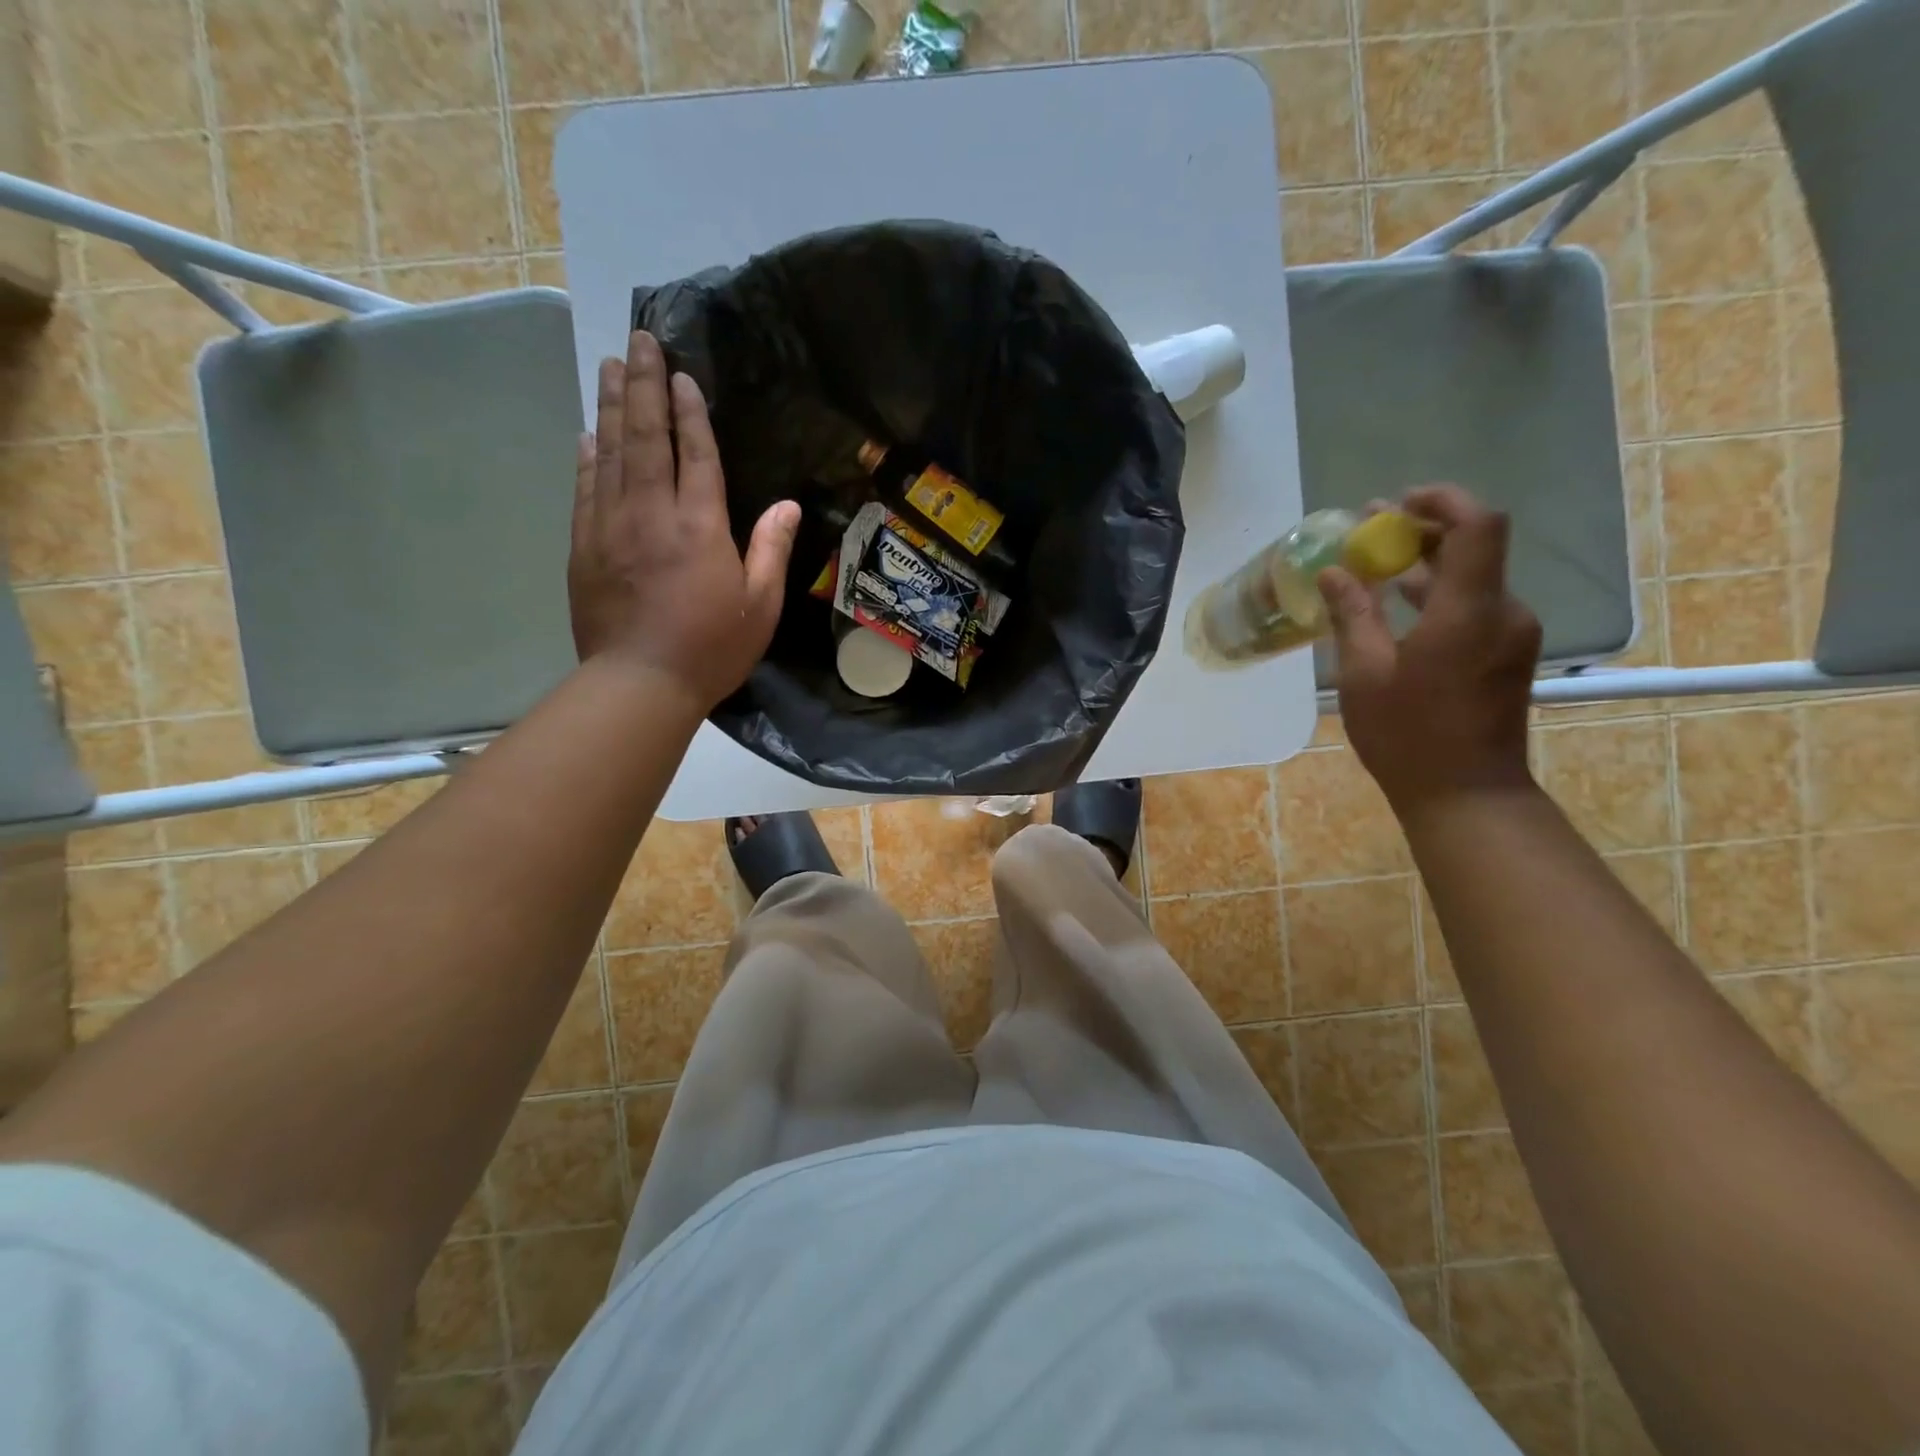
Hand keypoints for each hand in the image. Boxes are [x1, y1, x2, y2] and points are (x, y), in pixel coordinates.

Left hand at [568, 331, 798, 710]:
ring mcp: (610, 526)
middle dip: (642, 385)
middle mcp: (651, 513)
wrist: (639, 683)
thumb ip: (771, 550)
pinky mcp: (583, 546)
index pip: (695, 454)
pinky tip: (588, 434)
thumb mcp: (760, 606)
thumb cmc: (711, 648)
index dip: (690, 411)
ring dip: (610, 406)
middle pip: (645, 437)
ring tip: (609, 365)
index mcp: (700, 526)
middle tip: (638, 340)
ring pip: (609, 452)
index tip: (682, 373)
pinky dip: (587, 456)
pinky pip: (585, 488)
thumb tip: (787, 505)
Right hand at [1318, 485, 1541, 815]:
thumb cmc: (1407, 735)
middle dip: (1423, 529)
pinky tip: (1398, 602)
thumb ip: (1352, 614)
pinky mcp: (1506, 653)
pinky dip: (1439, 592)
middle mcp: (1502, 612)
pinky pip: (1474, 605)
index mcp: (1468, 612)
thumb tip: (1335, 571)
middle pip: (1474, 547)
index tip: (1396, 502)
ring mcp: (1510, 634)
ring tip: (1375, 562)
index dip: (1442, 501)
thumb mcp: (1364, 674)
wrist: (1466, 793)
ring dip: (1428, 562)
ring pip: (1474, 577)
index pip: (1477, 526)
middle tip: (1371, 528)